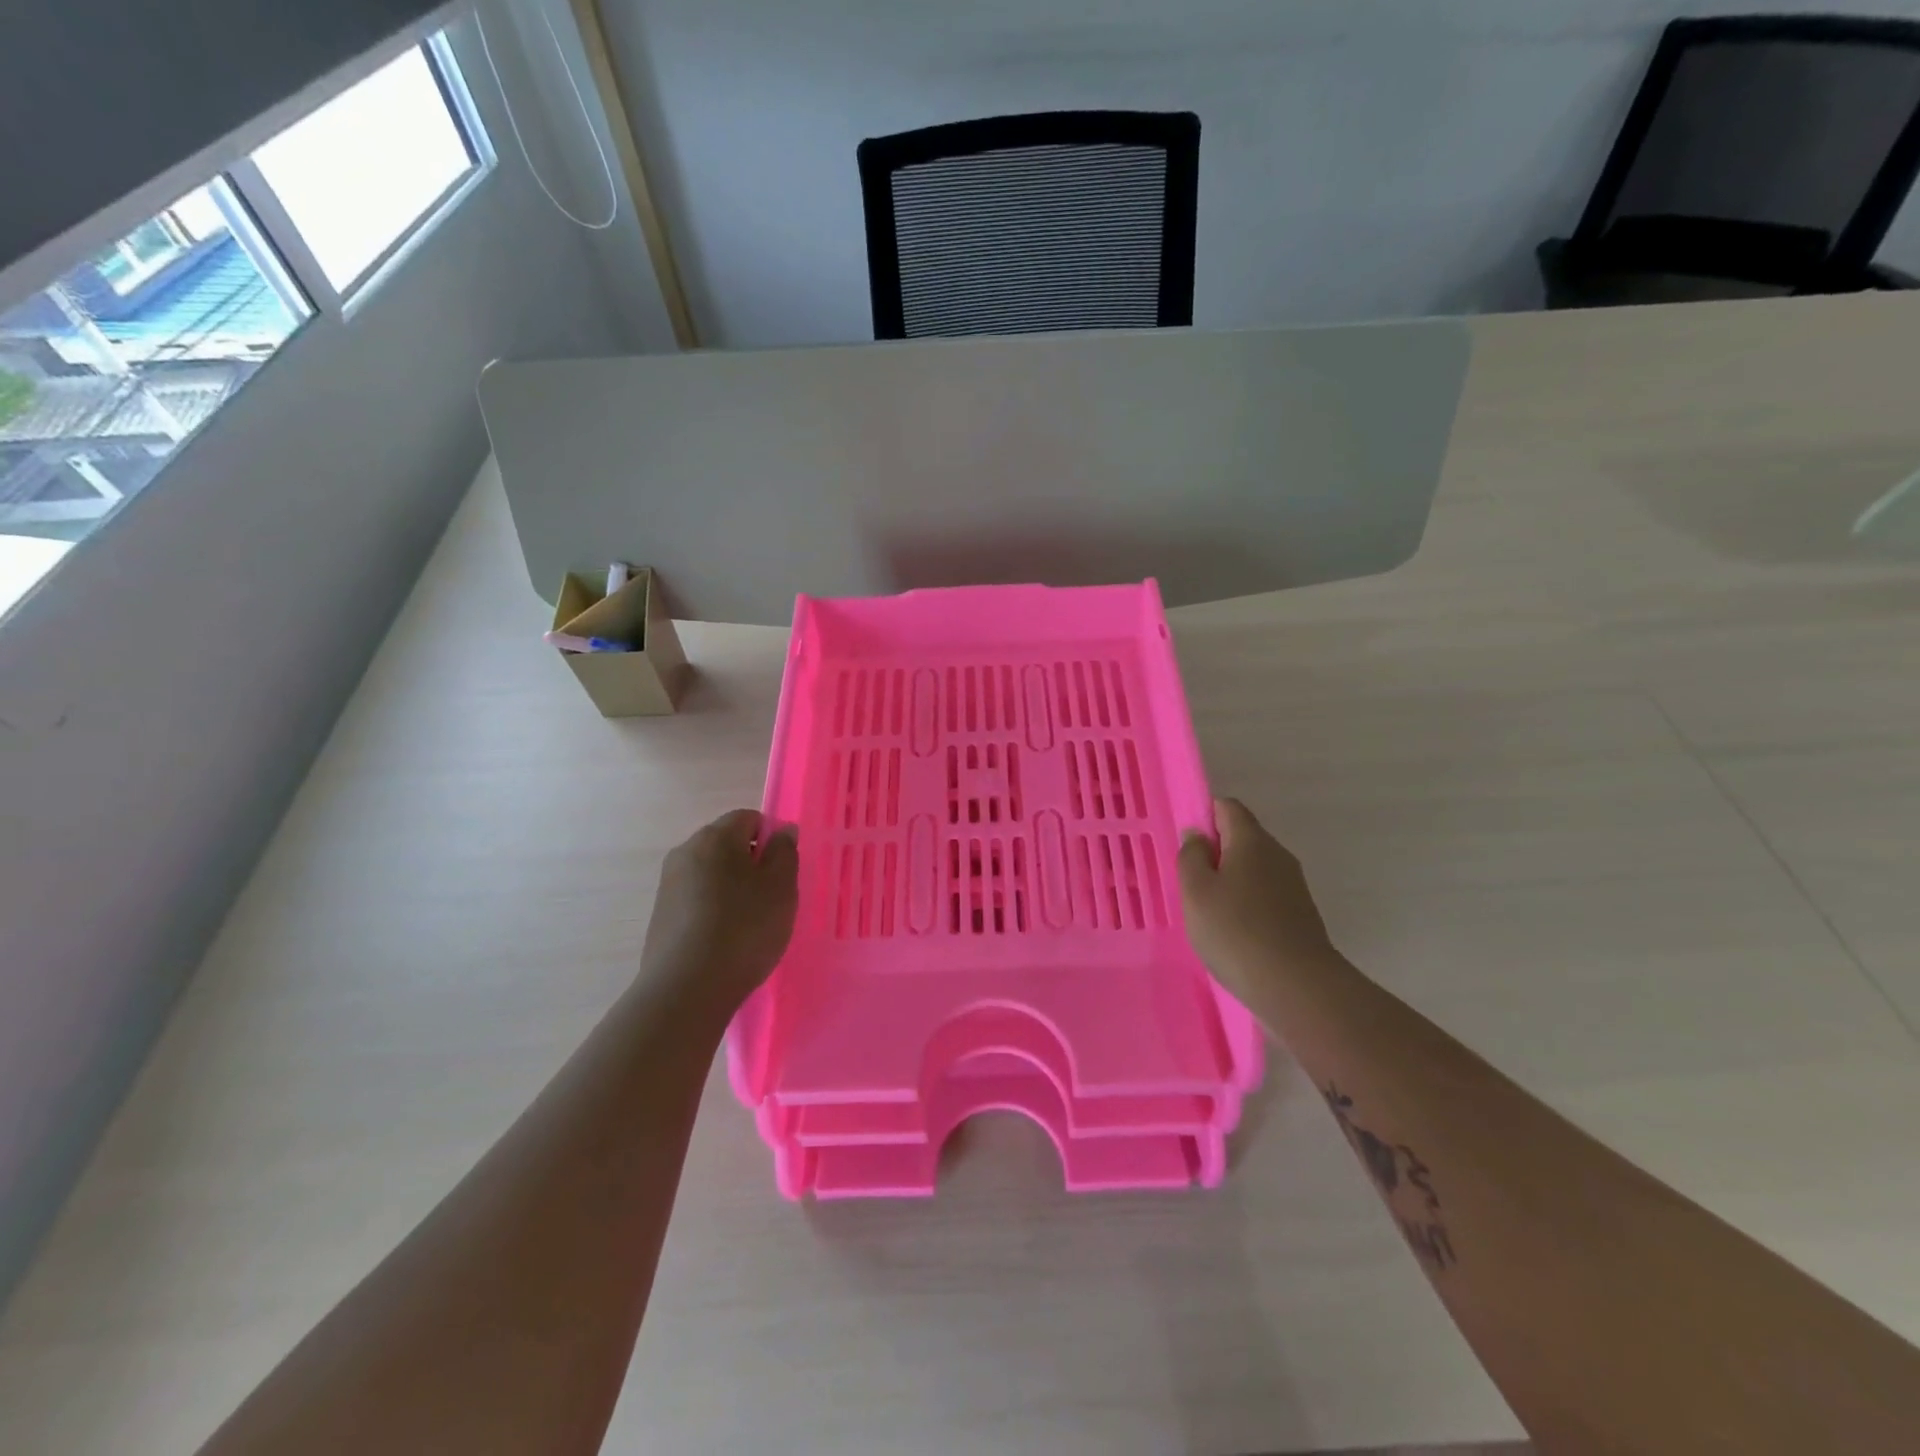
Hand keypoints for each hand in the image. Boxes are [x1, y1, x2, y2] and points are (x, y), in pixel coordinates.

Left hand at [640, 809, 798, 1015]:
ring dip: (732, 888)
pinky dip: (713, 910)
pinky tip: (725, 940)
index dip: (771, 838)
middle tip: (772, 897)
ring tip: (749, 923)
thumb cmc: (744, 928)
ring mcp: (668, 884)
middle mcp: (686, 851)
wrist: (687, 988)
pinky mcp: (661, 916)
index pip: (748, 818)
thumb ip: (784, 852)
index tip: (784, 870)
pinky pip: (696, 900)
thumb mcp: (781, 887)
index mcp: (715, 837)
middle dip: (751, 863)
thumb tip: (781, 830)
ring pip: (711, 874)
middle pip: (726, 844)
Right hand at [1179, 798, 1337, 1002]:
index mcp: (1252, 840)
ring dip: (1230, 882)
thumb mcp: (1195, 890)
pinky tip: (1234, 933)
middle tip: (1191, 884)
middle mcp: (1278, 855)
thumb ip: (1191, 856)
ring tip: (1209, 913)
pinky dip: (1247, 905)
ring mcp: (1293, 886)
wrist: (1297, 986)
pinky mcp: (1300, 915)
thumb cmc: (1235, 930)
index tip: (1187, 846)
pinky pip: (1266, 896)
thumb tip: (1198, 835)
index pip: (1228, 807)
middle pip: (1243, 838)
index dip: (1205, 816)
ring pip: (1254, 870)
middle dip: (1216, 853)